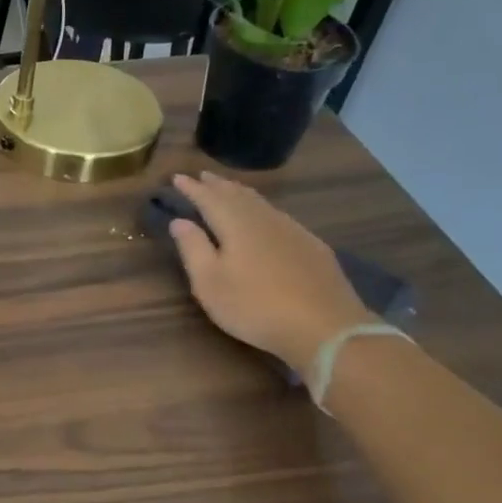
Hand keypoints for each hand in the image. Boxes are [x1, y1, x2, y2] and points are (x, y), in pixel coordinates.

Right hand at [169, 172, 371, 370]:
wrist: (324, 327)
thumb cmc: (255, 307)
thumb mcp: (210, 283)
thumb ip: (193, 248)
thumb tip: (179, 220)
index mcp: (236, 225)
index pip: (209, 198)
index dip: (192, 188)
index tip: (177, 177)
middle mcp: (264, 219)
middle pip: (237, 194)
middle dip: (217, 185)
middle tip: (202, 175)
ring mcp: (292, 231)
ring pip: (261, 203)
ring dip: (240, 192)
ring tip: (229, 188)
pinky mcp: (312, 246)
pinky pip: (279, 215)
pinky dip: (262, 208)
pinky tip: (265, 216)